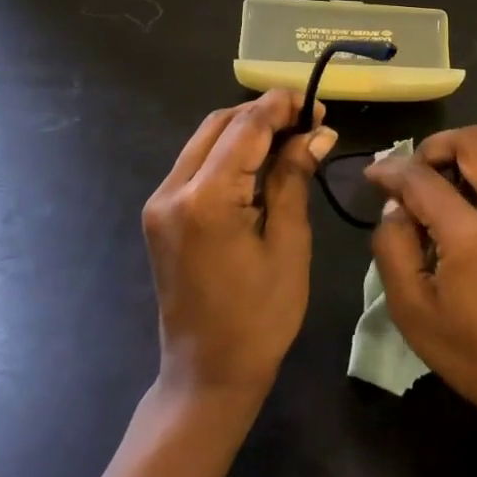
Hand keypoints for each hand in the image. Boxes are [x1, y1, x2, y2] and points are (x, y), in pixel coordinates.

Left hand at [142, 90, 337, 401]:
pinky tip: (261, 162)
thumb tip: (316, 133)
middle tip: (308, 121)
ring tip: (291, 137)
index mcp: (205, 199)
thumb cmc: (260, 317)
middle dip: (263, 114)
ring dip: (246, 131)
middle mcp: (172, 190)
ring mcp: (160, 201)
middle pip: (219, 125)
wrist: (207, 372)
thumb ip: (294, 179)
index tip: (317, 103)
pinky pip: (195, 165)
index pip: (245, 128)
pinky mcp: (160, 214)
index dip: (282, 107)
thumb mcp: (288, 244)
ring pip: (204, 140)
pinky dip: (228, 153)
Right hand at [366, 128, 476, 446]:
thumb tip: (397, 208)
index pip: (422, 179)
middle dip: (439, 145)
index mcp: (472, 237)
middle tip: (423, 170)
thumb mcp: (412, 311)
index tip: (375, 177)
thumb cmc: (473, 356)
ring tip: (474, 177)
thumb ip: (393, 250)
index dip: (390, 171)